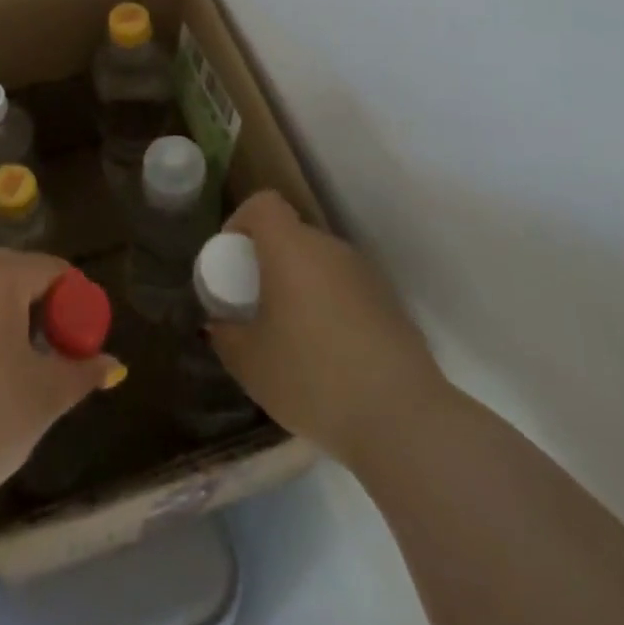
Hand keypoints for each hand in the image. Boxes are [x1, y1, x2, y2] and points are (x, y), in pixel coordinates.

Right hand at [207, 190, 448, 461]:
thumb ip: (226, 336)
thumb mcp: (250, 364)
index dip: (241, 221)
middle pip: (293, 235)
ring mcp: (367, 276)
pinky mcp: (393, 306)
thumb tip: (220, 325)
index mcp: (291, 248)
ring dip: (302, 287)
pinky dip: (331, 310)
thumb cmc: (312, 378)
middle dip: (270, 262)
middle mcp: (331, 249)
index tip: (232, 259)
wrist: (403, 421)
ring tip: (292, 337)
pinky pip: (347, 292)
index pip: (264, 204)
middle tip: (257, 304)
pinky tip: (330, 358)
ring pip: (322, 265)